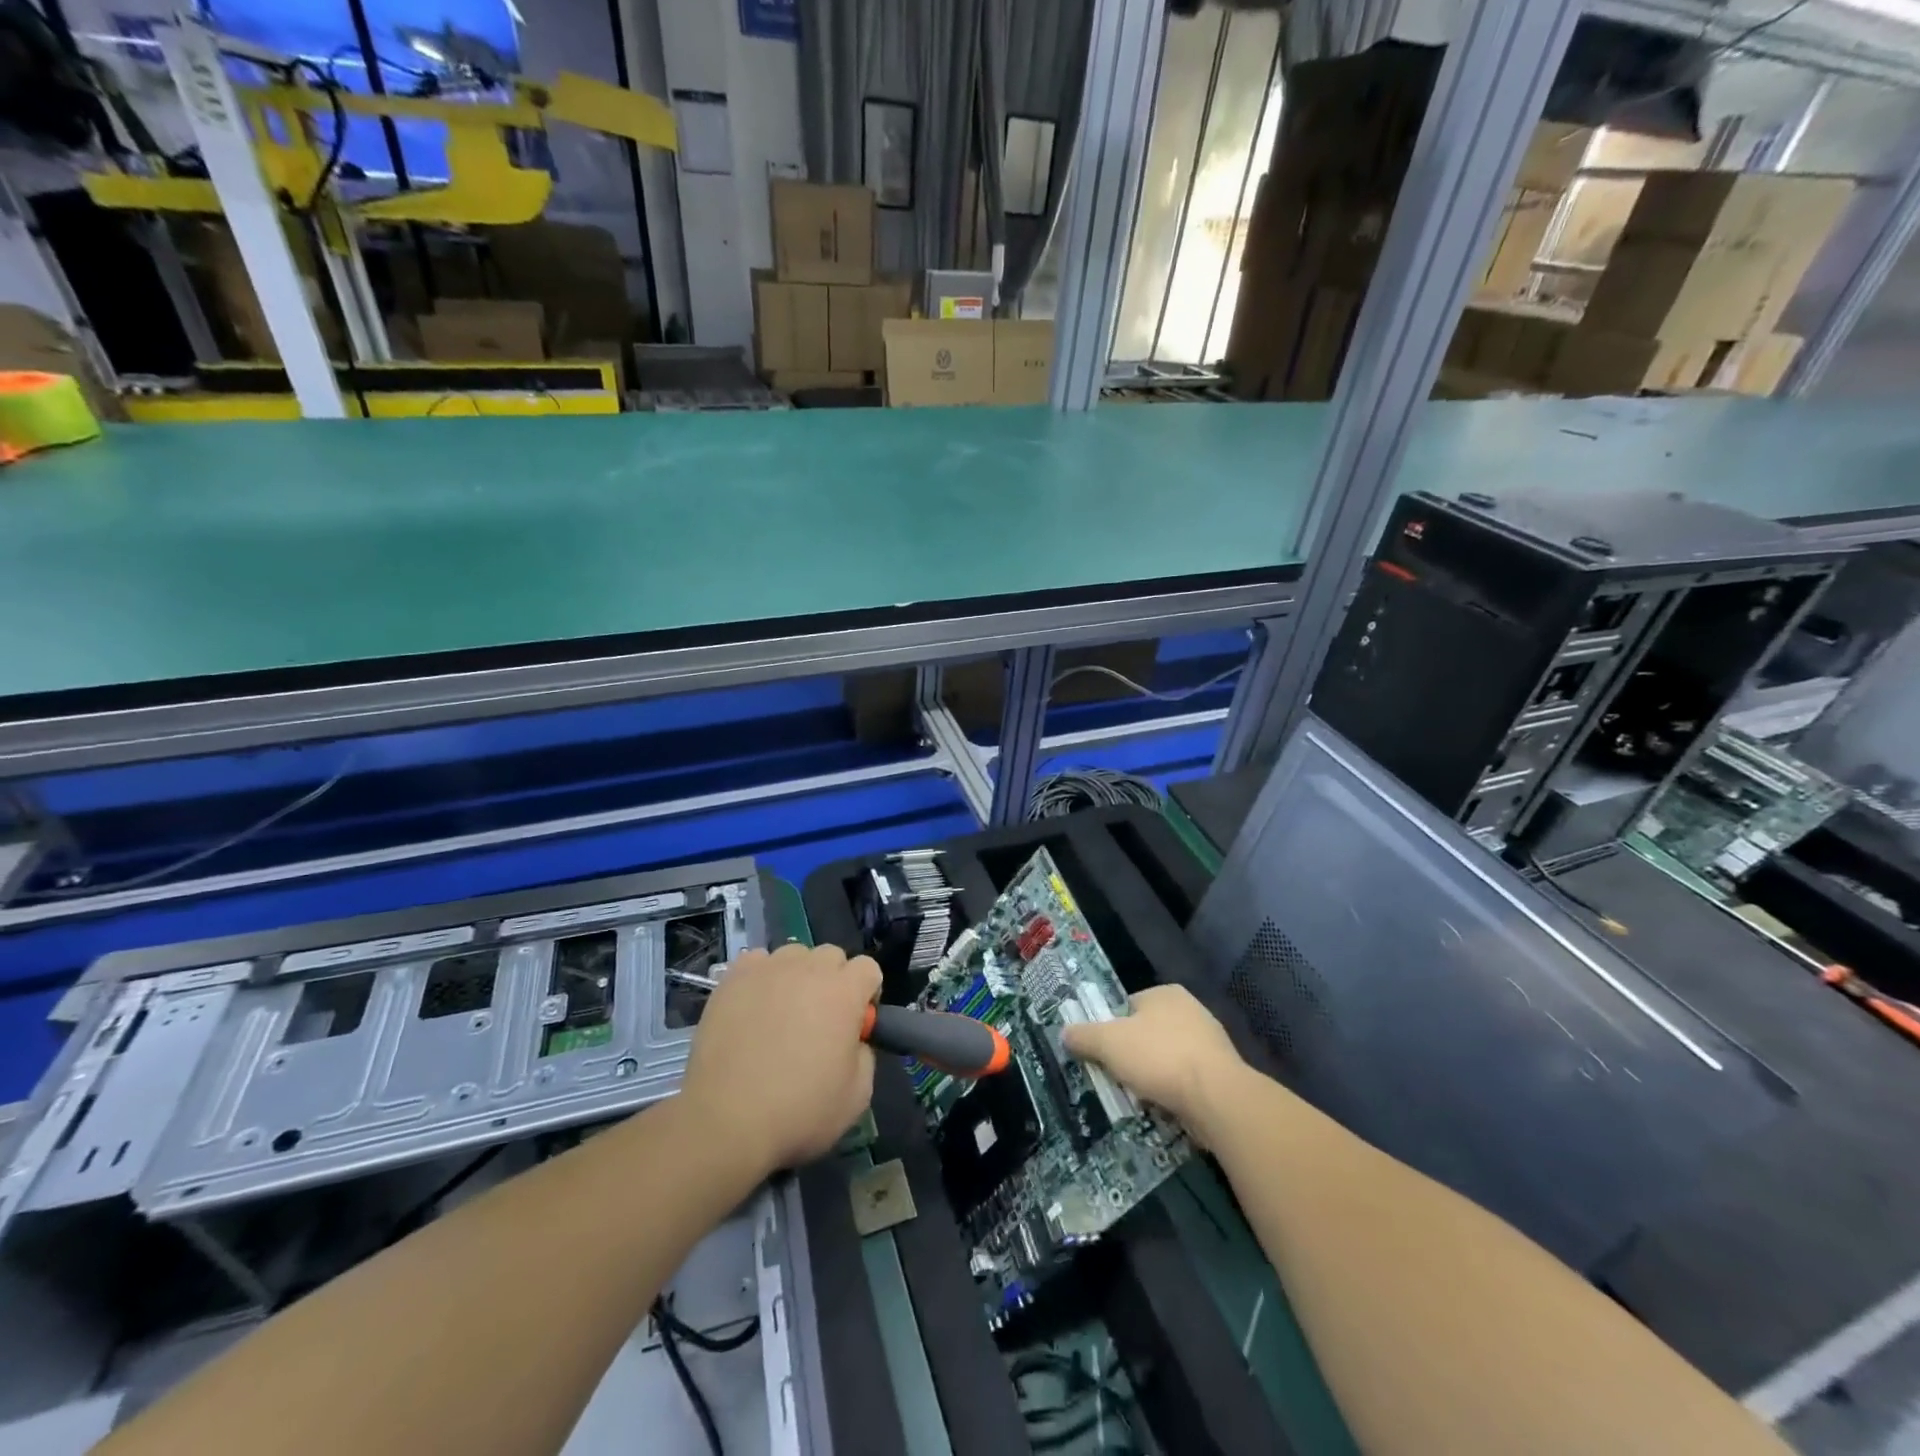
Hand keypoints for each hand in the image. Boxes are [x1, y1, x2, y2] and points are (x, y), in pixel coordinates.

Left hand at [679, 943, 881, 1174]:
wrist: (727, 1119)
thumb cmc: (799, 1110)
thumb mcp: (857, 1095)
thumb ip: (865, 1055)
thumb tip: (852, 1040)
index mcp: (845, 991)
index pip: (868, 968)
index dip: (866, 993)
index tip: (855, 1023)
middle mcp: (810, 968)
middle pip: (832, 956)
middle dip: (833, 981)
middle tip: (819, 1019)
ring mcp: (769, 969)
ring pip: (794, 955)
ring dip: (798, 976)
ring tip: (782, 1012)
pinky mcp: (734, 977)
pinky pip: (757, 962)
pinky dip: (761, 978)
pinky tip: (753, 1007)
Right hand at [1062, 985, 1246, 1141]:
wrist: (1217, 1098)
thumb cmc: (1159, 1057)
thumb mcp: (1108, 1043)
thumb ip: (1084, 1035)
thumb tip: (1065, 1032)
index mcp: (1166, 993)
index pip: (1129, 1006)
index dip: (1112, 1029)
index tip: (1103, 1053)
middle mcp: (1191, 1010)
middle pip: (1148, 1032)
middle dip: (1133, 1055)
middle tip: (1117, 1076)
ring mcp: (1210, 1042)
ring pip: (1167, 1058)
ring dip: (1153, 1076)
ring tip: (1138, 1096)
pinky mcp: (1222, 1073)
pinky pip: (1186, 1080)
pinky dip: (1174, 1092)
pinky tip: (1164, 1107)